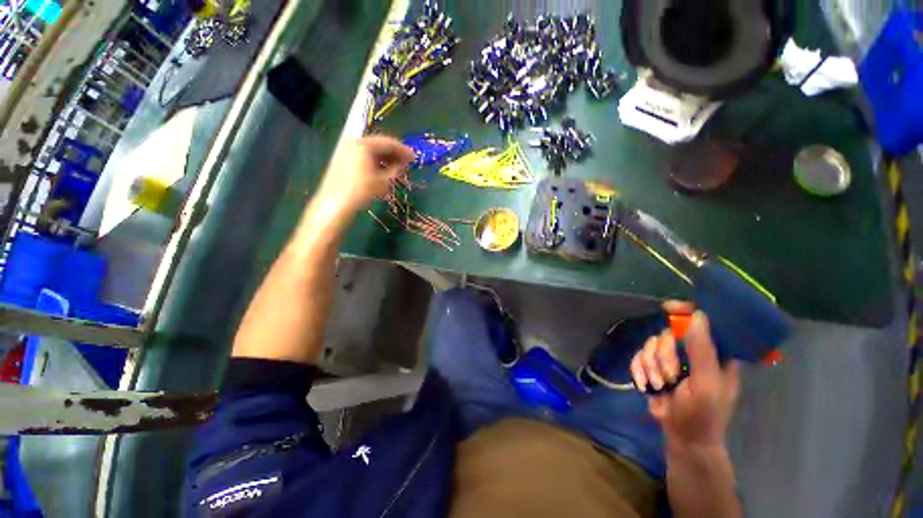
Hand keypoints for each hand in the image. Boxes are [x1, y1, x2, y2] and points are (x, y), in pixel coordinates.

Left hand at [313, 135, 414, 221]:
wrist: (335, 204)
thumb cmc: (361, 191)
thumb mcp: (382, 181)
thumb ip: (395, 170)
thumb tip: (403, 164)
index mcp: (363, 145)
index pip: (388, 143)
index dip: (403, 150)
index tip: (414, 157)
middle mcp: (354, 143)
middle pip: (379, 145)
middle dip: (394, 154)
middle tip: (406, 162)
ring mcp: (346, 150)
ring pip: (371, 151)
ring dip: (385, 158)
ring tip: (397, 168)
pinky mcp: (343, 159)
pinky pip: (364, 157)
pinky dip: (375, 162)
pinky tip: (383, 171)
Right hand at [630, 307, 740, 448]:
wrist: (682, 437)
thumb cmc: (703, 415)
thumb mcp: (706, 384)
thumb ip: (702, 351)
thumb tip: (697, 315)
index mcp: (714, 354)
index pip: (702, 323)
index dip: (687, 311)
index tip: (669, 307)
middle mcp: (691, 352)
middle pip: (668, 334)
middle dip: (663, 355)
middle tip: (669, 376)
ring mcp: (670, 359)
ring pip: (650, 344)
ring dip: (650, 366)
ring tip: (659, 385)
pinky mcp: (652, 367)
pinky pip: (638, 355)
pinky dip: (639, 370)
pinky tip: (646, 384)